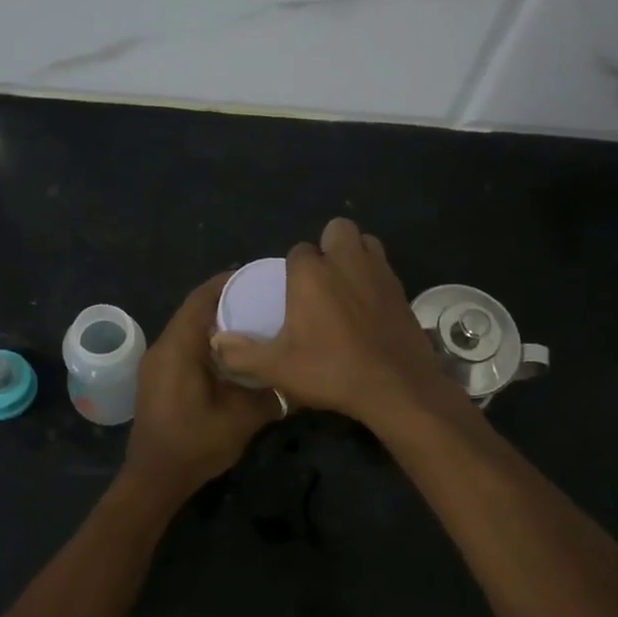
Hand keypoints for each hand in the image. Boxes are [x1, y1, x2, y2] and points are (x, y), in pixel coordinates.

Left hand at [124, 273, 282, 496]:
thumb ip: (272, 394)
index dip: (228, 282)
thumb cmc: (195, 444)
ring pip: (187, 329)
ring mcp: (156, 364)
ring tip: (251, 323)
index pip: (201, 299)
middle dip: (226, 301)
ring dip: (215, 323)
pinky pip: (183, 347)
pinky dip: (205, 342)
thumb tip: (298, 379)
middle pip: (193, 310)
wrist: (154, 479)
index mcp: (179, 347)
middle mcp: (162, 347)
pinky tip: (231, 355)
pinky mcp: (156, 378)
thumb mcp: (242, 418)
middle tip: (262, 300)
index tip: (258, 278)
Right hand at [210, 218, 456, 428]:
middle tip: (321, 280)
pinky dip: (374, 277)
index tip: (292, 294)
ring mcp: (379, 272)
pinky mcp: (402, 290)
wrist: (395, 387)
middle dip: (328, 245)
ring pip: (366, 242)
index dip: (293, 268)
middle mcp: (346, 262)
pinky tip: (368, 307)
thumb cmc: (331, 371)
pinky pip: (384, 268)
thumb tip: (216, 342)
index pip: (298, 250)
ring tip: (345, 285)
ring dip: (355, 254)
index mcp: (311, 273)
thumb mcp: (278, 368)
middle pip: (338, 229)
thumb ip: (242, 353)